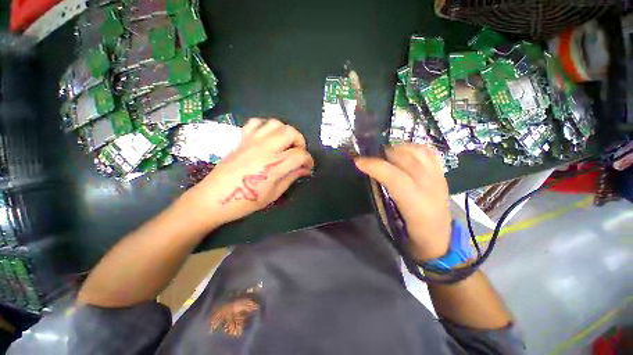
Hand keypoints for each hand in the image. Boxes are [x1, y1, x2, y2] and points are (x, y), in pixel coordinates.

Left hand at [181, 118, 313, 229]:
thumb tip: (305, 169)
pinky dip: (266, 127)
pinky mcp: (242, 139)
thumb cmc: (245, 201)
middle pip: (291, 132)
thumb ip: (291, 177)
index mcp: (274, 165)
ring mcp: (252, 141)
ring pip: (276, 123)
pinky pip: (256, 122)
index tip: (308, 167)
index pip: (300, 154)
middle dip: (300, 142)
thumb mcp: (274, 194)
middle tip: (297, 154)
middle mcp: (266, 148)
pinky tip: (267, 138)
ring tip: (284, 144)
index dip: (309, 160)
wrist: (213, 198)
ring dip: (285, 132)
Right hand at [355, 144, 450, 260]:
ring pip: (417, 151)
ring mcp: (438, 177)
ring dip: (397, 148)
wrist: (440, 239)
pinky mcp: (442, 174)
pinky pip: (428, 152)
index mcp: (416, 204)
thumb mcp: (391, 219)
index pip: (394, 176)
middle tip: (369, 158)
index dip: (374, 166)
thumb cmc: (410, 234)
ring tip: (385, 154)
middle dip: (383, 154)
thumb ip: (380, 195)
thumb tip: (370, 174)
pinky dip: (413, 148)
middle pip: (405, 159)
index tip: (358, 161)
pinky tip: (403, 153)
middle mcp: (430, 186)